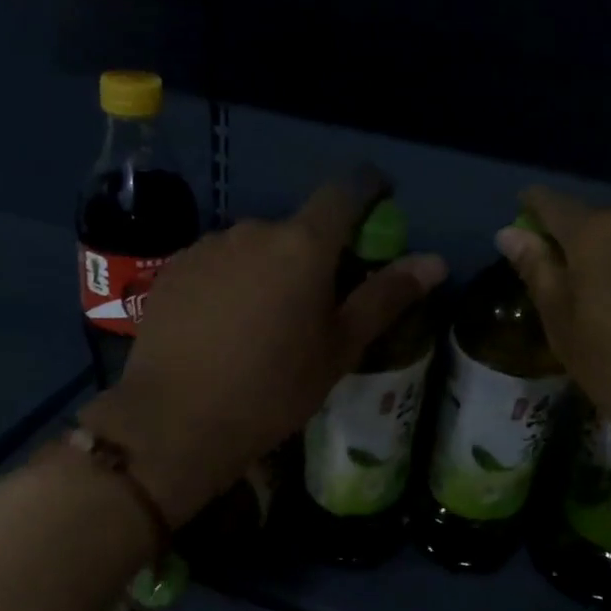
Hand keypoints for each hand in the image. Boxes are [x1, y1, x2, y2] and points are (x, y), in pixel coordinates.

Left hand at [81, 172, 446, 524]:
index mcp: (303, 244)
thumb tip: (435, 261)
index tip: (381, 203)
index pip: (345, 191)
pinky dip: (231, 282)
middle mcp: (254, 229)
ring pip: (255, 247)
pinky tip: (223, 327)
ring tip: (264, 324)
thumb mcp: (339, 347)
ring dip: (269, 269)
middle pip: (298, 229)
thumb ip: (386, 296)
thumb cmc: (273, 388)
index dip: (369, 189)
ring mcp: (208, 246)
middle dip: (314, 255)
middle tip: (316, 305)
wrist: (176, 420)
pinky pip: (218, 262)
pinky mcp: (174, 269)